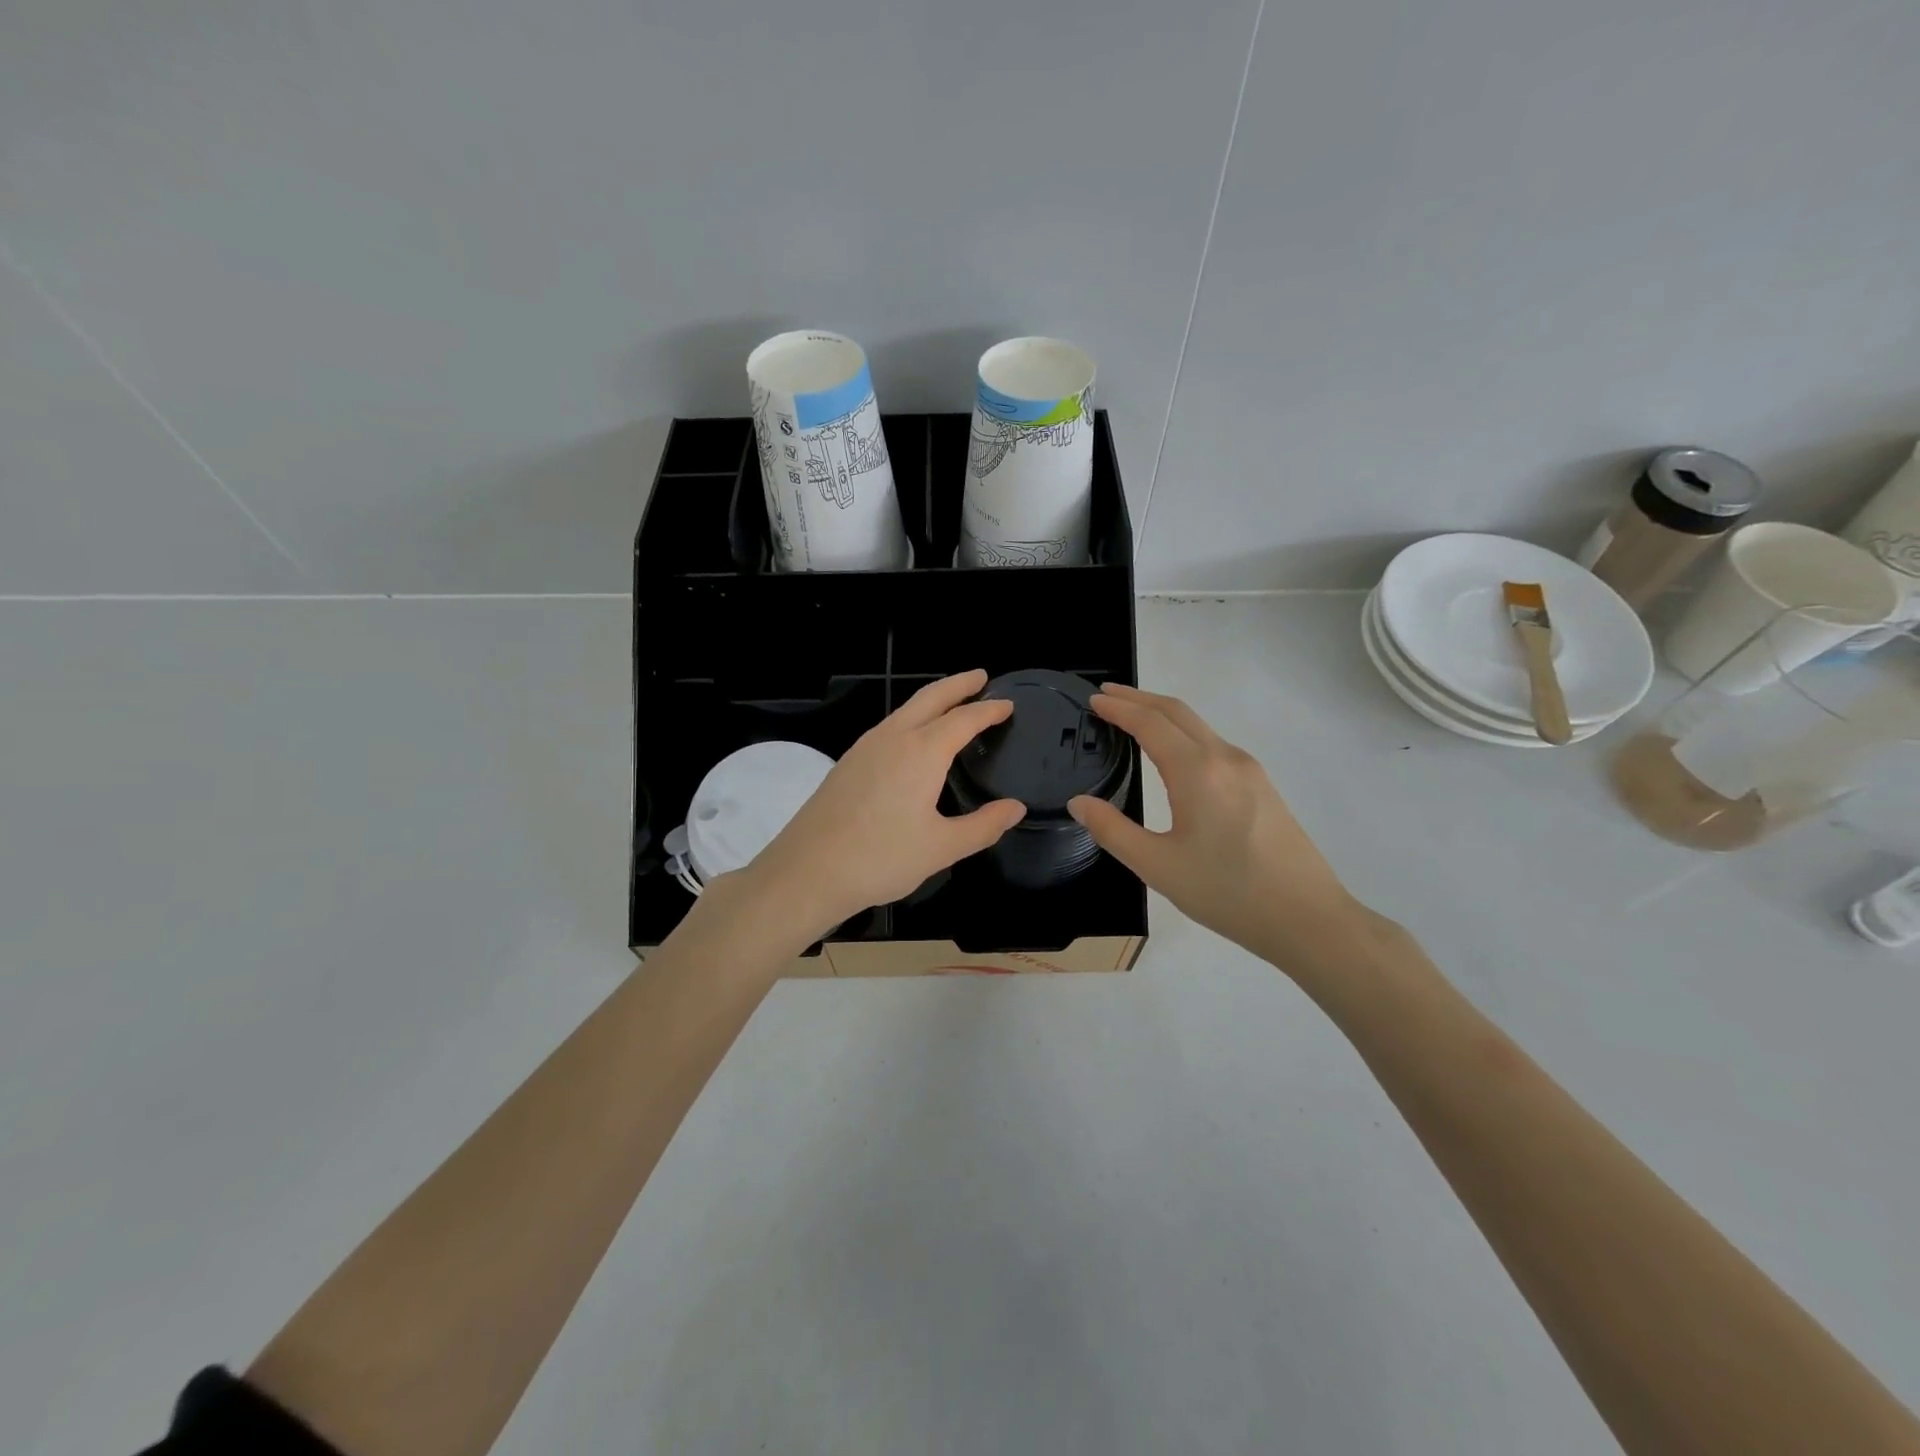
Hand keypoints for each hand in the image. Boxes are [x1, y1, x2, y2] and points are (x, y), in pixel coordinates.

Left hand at [738, 670, 1025, 943]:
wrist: (807, 870)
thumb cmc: (881, 859)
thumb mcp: (941, 848)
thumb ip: (983, 826)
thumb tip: (1015, 808)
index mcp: (922, 752)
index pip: (964, 719)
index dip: (988, 710)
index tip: (1007, 704)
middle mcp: (893, 738)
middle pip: (931, 698)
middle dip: (958, 685)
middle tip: (980, 676)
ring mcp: (865, 747)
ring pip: (905, 710)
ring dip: (932, 700)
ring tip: (952, 704)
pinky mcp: (848, 762)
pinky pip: (888, 726)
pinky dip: (911, 719)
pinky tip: (912, 739)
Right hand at [1067, 683, 1357, 960]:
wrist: (1307, 917)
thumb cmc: (1227, 892)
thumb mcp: (1158, 866)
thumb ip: (1112, 830)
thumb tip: (1079, 803)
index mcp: (1197, 771)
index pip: (1150, 723)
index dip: (1119, 708)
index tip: (1093, 700)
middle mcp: (1224, 758)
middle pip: (1177, 711)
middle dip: (1139, 698)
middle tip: (1107, 696)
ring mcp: (1249, 770)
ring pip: (1199, 726)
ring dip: (1162, 714)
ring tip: (1133, 718)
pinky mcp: (1261, 785)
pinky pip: (1214, 744)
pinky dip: (1183, 733)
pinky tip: (1173, 753)